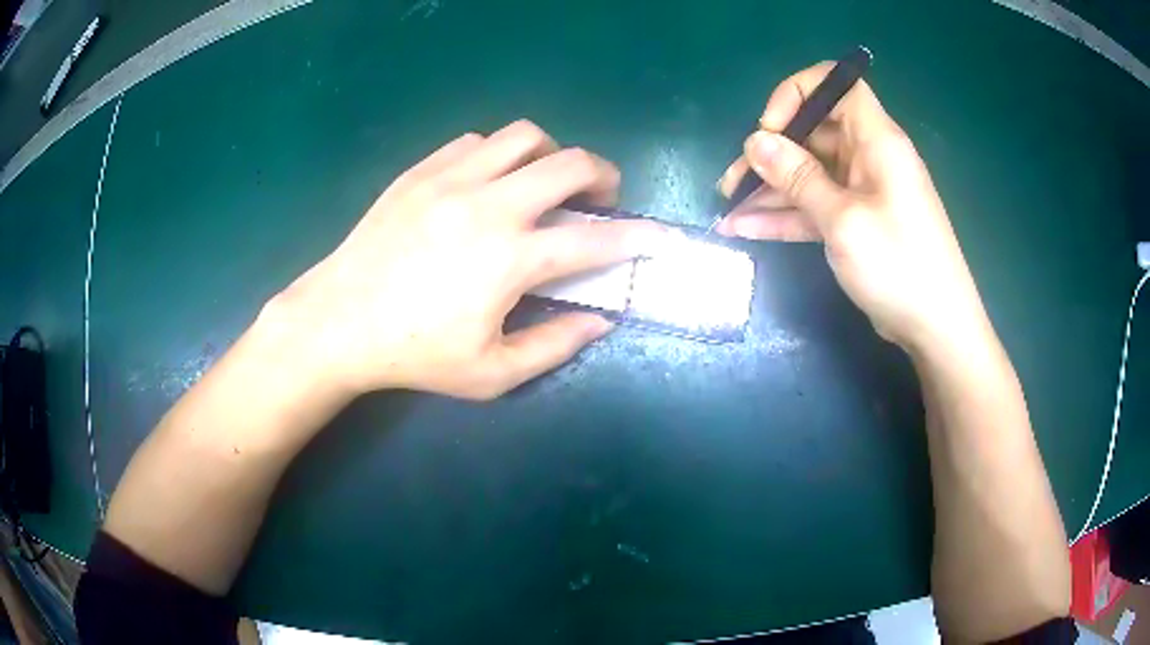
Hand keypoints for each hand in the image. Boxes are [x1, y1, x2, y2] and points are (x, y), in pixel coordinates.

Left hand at [270, 120, 667, 399]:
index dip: (639, 236)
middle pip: (569, 162)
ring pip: (523, 136)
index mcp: (511, 259)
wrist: (339, 322)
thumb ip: (555, 344)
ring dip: (550, 154)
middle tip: (601, 196)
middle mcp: (489, 205)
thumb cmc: (415, 355)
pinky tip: (489, 183)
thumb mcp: (492, 372)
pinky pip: (474, 143)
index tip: (662, 236)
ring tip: (544, 181)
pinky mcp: (420, 171)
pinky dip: (498, 155)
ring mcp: (451, 180)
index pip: (596, 239)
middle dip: (602, 174)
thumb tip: (601, 320)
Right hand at [716, 63, 989, 351]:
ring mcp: (861, 192)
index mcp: (876, 140)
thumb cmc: (899, 266)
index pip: (837, 85)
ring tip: (727, 210)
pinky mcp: (856, 222)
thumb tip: (755, 141)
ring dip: (769, 190)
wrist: (936, 328)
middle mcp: (868, 157)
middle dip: (770, 153)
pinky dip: (784, 217)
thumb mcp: (844, 220)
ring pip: (808, 175)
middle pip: (813, 134)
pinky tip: (744, 229)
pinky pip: (814, 208)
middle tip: (733, 182)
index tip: (771, 128)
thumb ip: (798, 177)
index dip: (799, 93)